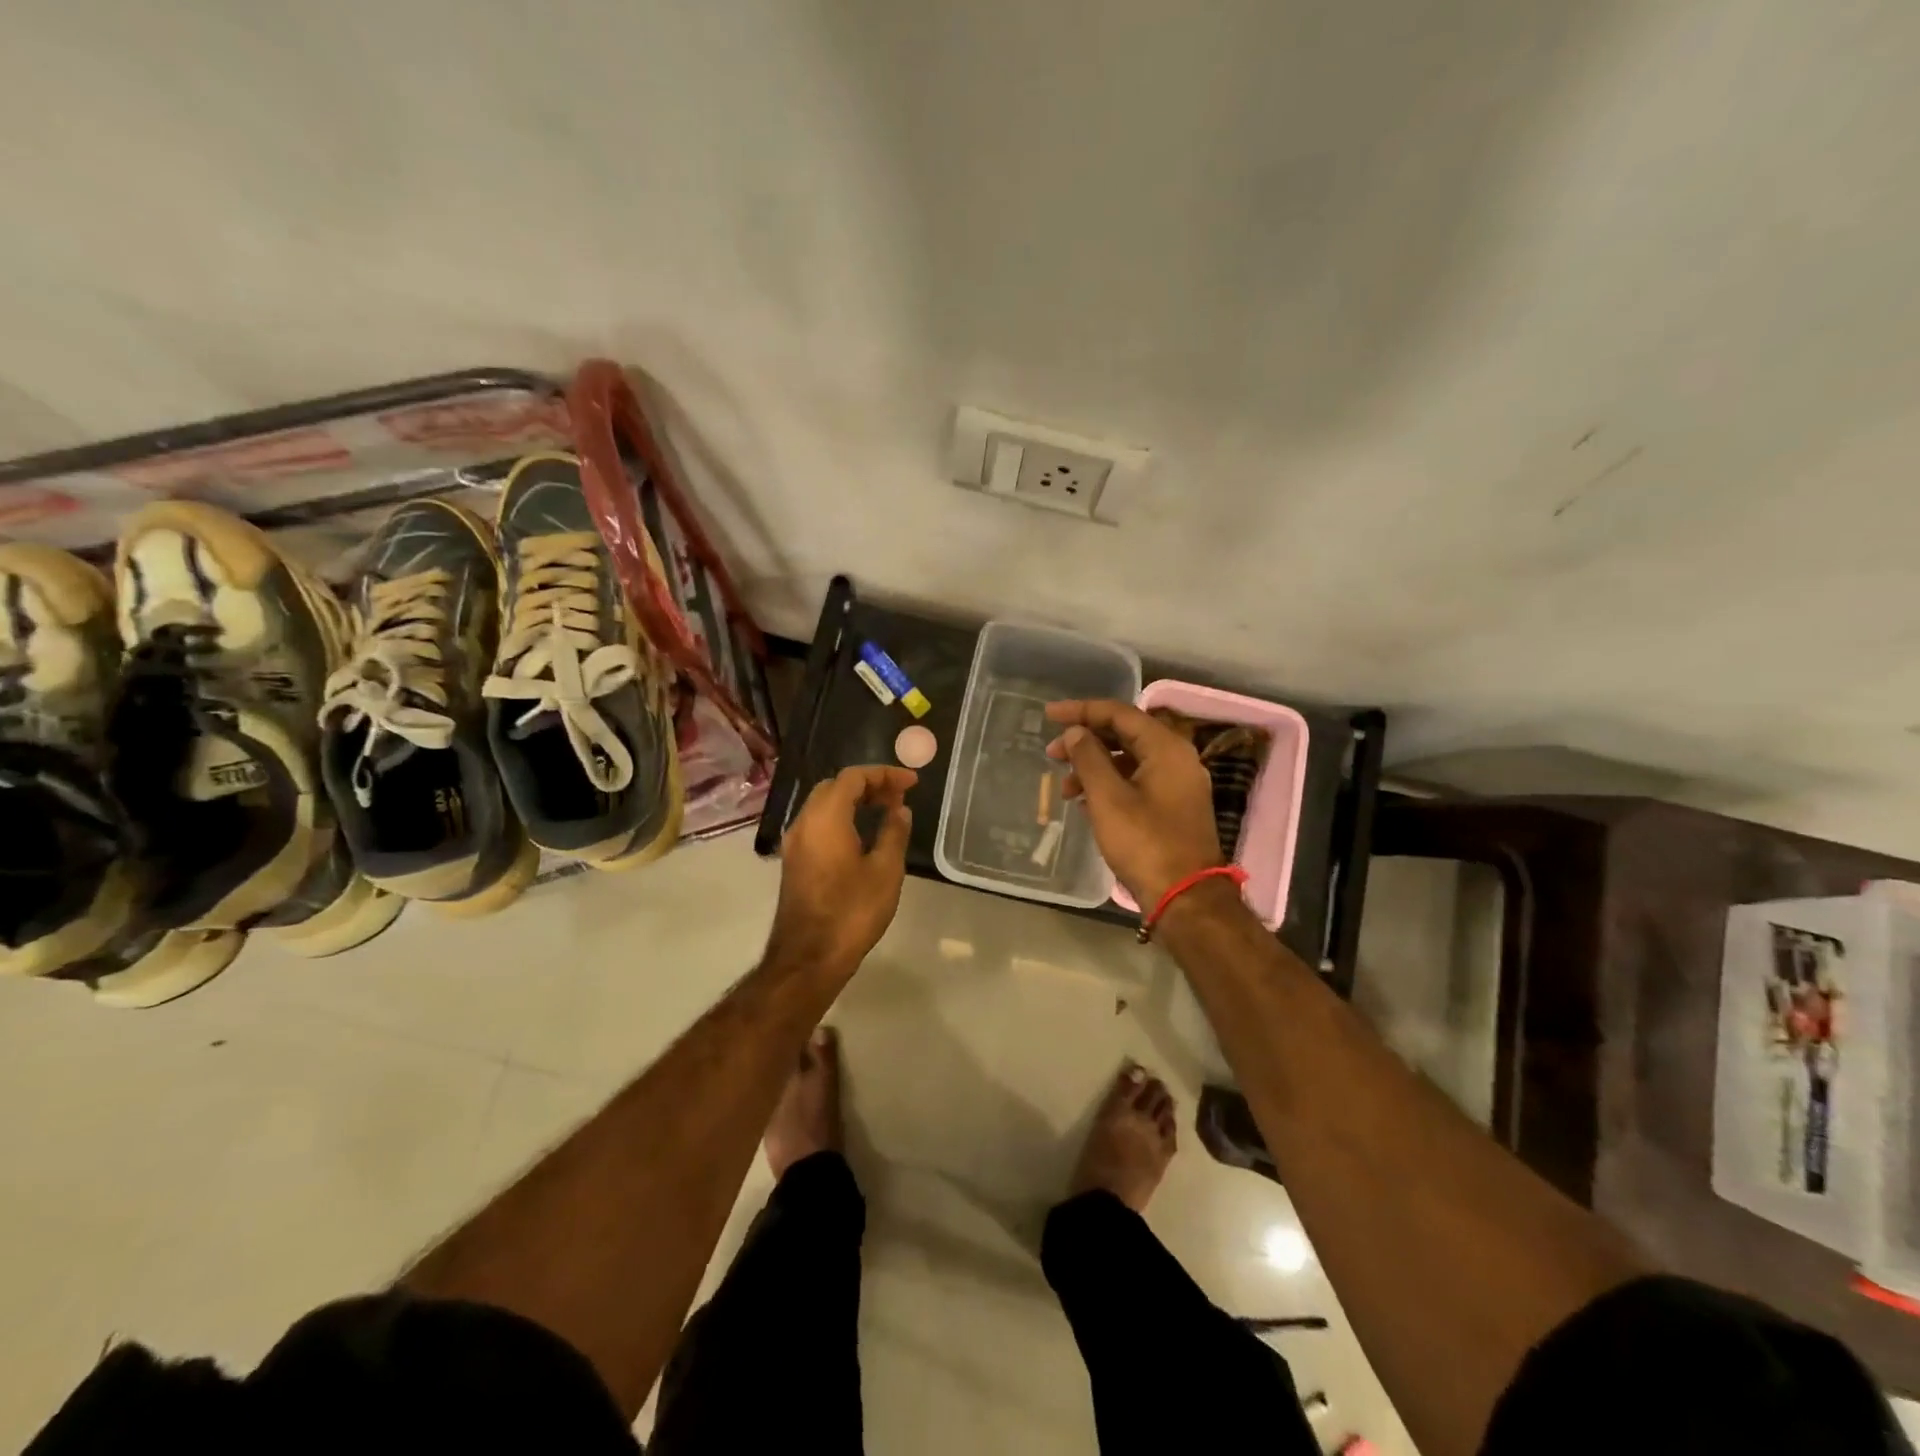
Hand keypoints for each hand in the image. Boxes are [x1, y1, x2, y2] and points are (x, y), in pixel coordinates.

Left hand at [768, 765, 916, 979]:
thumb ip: (894, 833)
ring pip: (823, 805)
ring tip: (886, 811)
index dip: (884, 774)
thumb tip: (900, 810)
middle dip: (868, 785)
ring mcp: (795, 843)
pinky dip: (841, 818)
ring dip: (854, 801)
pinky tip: (863, 834)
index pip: (853, 778)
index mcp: (825, 817)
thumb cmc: (852, 911)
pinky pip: (818, 824)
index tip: (912, 782)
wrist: (809, 957)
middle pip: (835, 786)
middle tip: (898, 796)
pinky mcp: (794, 861)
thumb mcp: (885, 871)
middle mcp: (804, 822)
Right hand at [1045, 700, 1221, 907]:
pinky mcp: (1173, 807)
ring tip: (1064, 789)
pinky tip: (1084, 803)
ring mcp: (1177, 784)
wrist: (1185, 897)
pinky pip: (1136, 782)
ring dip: (1094, 767)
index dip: (1081, 710)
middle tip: (1052, 754)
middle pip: (1125, 735)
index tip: (1049, 715)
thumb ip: (1089, 758)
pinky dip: (1109, 785)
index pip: (1119, 713)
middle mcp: (1176, 759)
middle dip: (1085, 741)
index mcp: (1166, 748)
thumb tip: (1076, 732)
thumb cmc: (1144, 842)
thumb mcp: (1108, 798)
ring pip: (1129, 761)